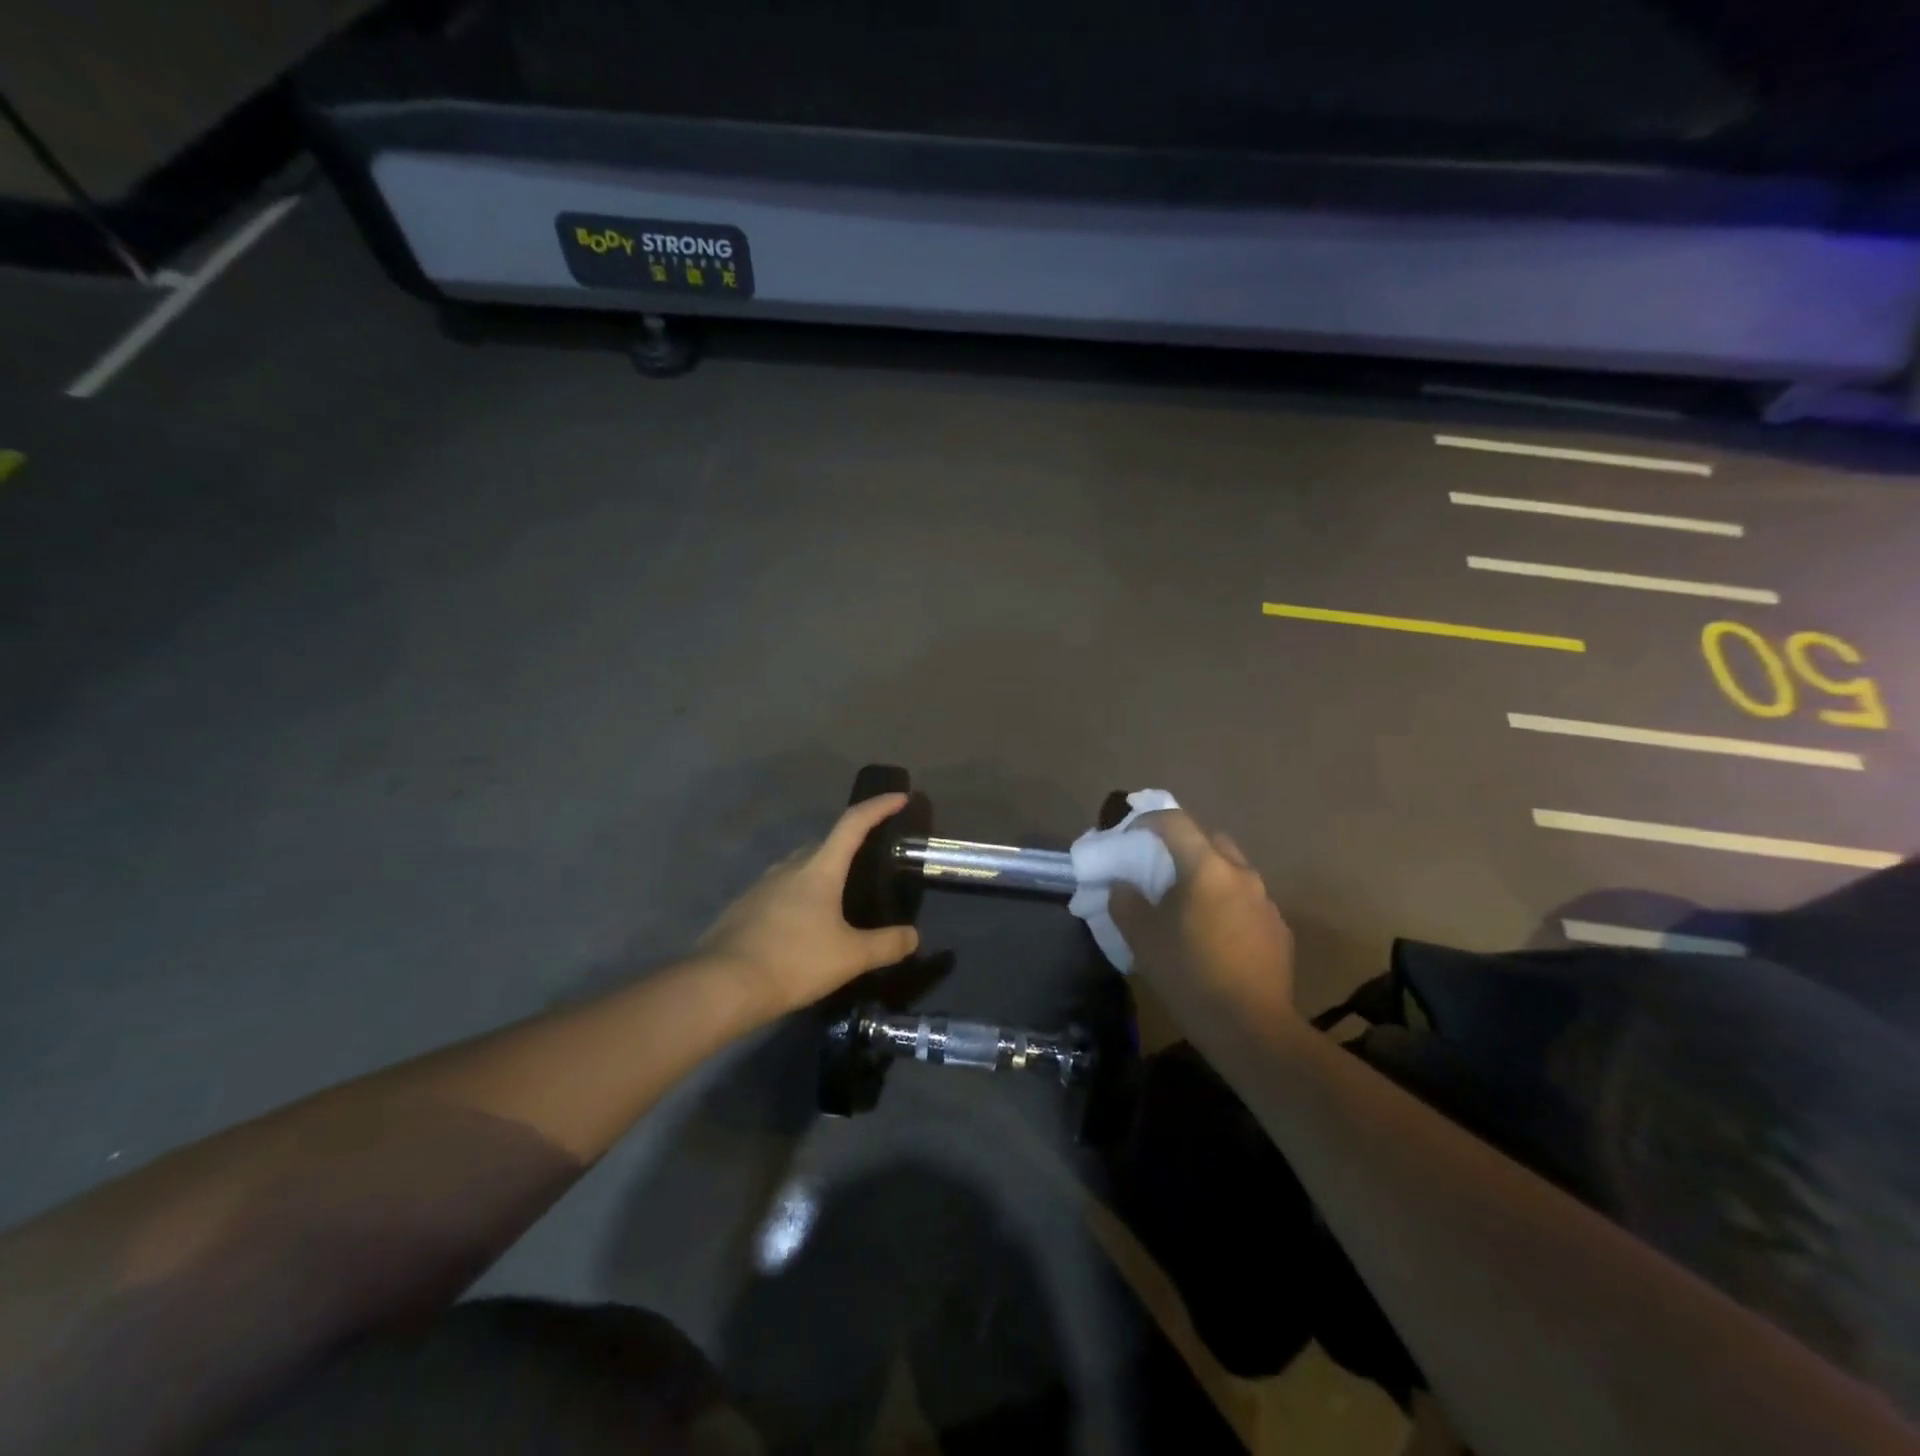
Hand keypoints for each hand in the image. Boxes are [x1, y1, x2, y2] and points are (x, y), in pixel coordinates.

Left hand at [699, 793, 921, 1019]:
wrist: (722, 985)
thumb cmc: (794, 961)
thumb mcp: (850, 957)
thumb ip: (886, 945)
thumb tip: (913, 937)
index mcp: (819, 868)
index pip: (853, 824)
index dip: (879, 807)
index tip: (900, 797)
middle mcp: (789, 867)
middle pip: (825, 844)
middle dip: (849, 845)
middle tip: (869, 862)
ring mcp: (761, 885)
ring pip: (799, 868)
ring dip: (821, 873)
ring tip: (837, 898)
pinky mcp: (744, 907)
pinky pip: (779, 891)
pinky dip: (798, 897)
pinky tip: (803, 925)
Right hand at [1110, 809, 1295, 1022]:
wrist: (1252, 1028)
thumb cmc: (1189, 974)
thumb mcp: (1142, 937)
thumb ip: (1125, 901)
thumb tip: (1123, 885)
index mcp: (1207, 867)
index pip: (1175, 821)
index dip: (1147, 821)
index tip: (1129, 835)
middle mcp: (1242, 874)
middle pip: (1209, 840)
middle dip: (1182, 847)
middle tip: (1159, 870)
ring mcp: (1266, 901)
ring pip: (1231, 871)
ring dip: (1207, 877)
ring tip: (1186, 907)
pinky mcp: (1279, 929)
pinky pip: (1247, 902)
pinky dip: (1226, 905)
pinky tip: (1214, 937)